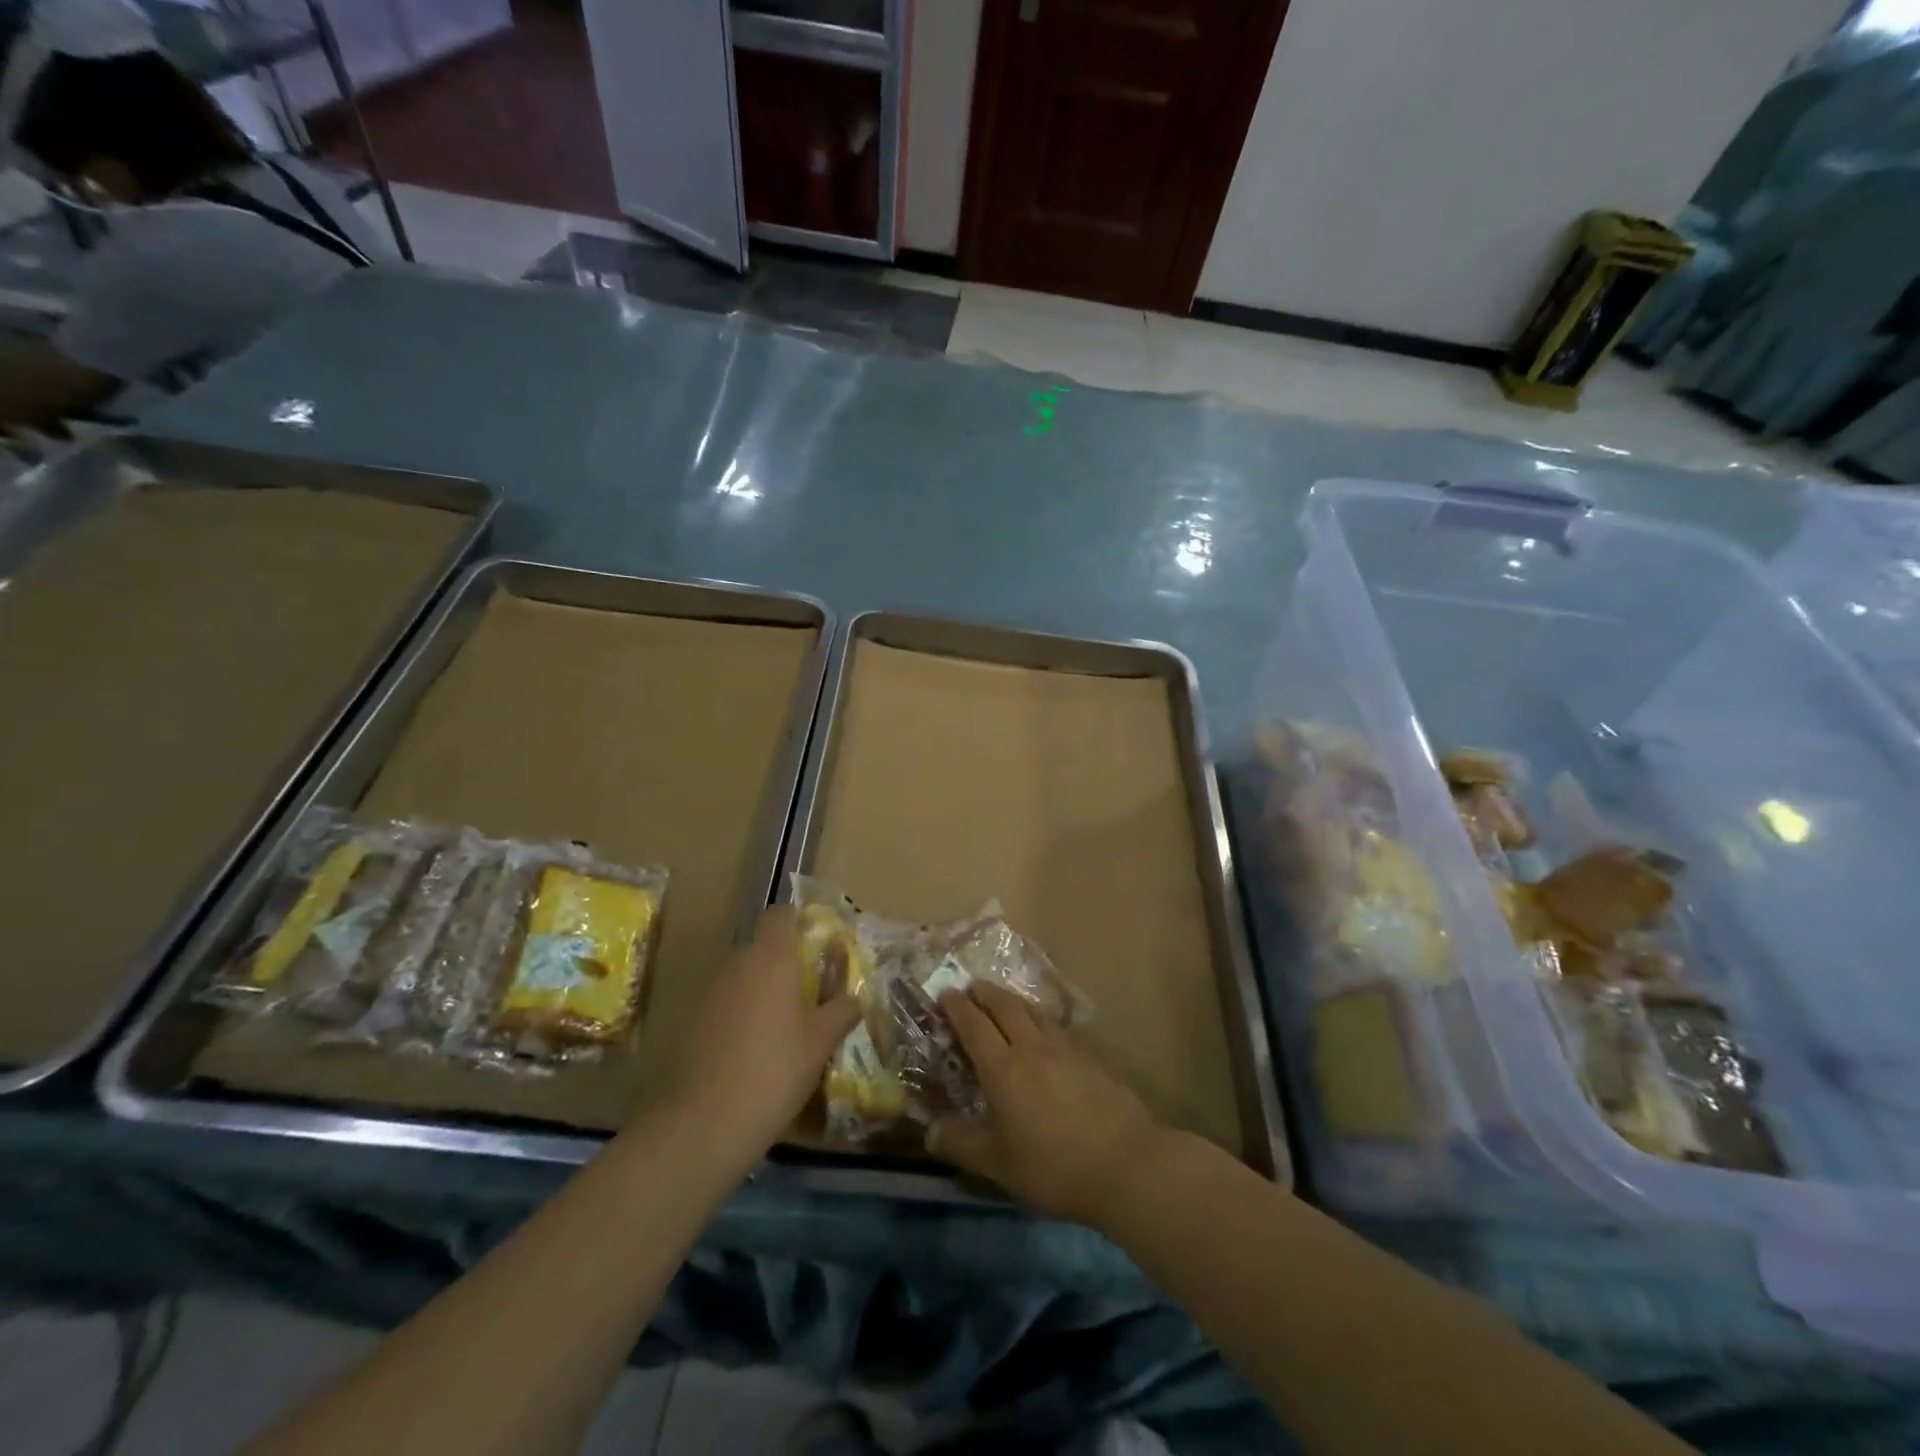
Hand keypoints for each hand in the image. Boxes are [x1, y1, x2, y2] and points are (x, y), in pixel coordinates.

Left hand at [646, 906, 859, 1170]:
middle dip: (786, 961)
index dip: (799, 922)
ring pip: (744, 974)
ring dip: (764, 988)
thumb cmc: (776, 1069)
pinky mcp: (694, 1019)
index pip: (780, 914)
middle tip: (811, 991)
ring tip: (787, 1024)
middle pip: (763, 945)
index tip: (818, 945)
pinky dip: (744, 1012)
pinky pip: (727, 1000)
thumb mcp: (821, 1041)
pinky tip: (757, 1047)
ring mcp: (712, 991)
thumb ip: (841, 1010)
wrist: (706, 1121)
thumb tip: (855, 997)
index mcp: (772, 957)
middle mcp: (738, 963)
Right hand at [927, 982, 1165, 1227]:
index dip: (957, 1007)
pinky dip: (1040, 1018)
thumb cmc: (1054, 1167)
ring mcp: (1065, 1048)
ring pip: (1033, 1011)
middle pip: (1005, 1006)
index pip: (974, 1025)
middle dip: (984, 993)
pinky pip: (1056, 1026)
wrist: (1126, 1163)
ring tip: (1003, 1000)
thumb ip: (962, 1143)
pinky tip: (1044, 1031)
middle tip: (971, 987)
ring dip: (1013, 1000)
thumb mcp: (998, 1164)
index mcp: (1003, 1068)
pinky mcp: (1090, 1056)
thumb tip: (929, 1131)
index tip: (945, 994)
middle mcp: (1032, 1047)